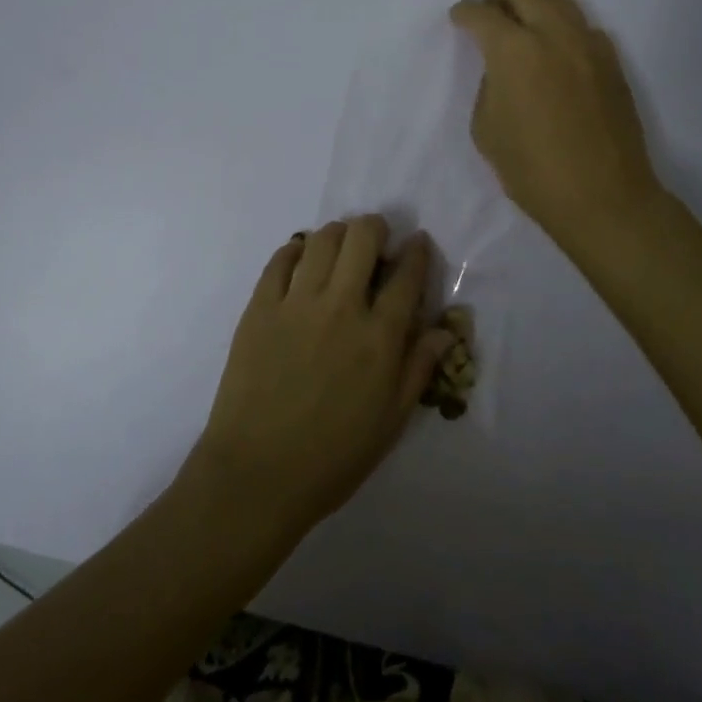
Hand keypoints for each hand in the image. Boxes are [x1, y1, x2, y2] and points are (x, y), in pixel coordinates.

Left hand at [188, 217, 457, 538]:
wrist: (257, 473)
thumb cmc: (333, 456)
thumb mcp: (391, 421)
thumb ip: (418, 368)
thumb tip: (444, 330)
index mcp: (379, 337)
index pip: (407, 275)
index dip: (417, 251)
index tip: (417, 242)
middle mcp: (341, 307)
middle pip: (363, 238)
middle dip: (376, 228)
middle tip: (377, 240)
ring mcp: (296, 302)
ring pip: (322, 239)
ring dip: (338, 234)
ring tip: (341, 247)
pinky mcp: (260, 307)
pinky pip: (280, 259)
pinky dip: (296, 249)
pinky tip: (301, 258)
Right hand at [450, 0, 666, 252]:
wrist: (602, 196)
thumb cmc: (531, 169)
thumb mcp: (486, 129)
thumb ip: (490, 86)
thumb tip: (503, 70)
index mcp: (514, 50)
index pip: (481, 13)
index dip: (464, 13)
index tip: (458, 18)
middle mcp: (554, 34)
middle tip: (489, 19)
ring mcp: (589, 45)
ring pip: (559, 1)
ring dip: (534, 7)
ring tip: (524, 34)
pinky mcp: (613, 62)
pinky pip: (583, 28)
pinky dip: (562, 31)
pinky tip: (556, 58)